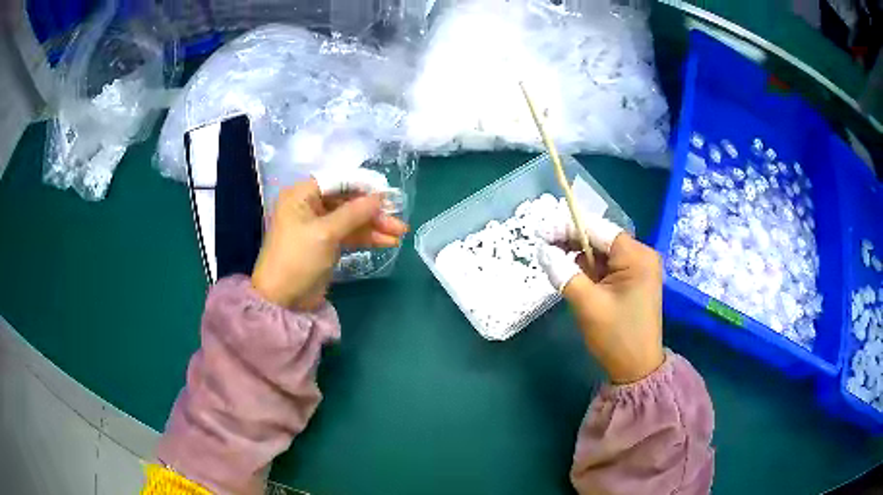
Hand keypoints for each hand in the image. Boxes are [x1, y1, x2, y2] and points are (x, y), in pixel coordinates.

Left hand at [251, 176, 407, 309]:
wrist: (283, 300)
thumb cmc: (298, 258)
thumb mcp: (325, 233)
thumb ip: (354, 213)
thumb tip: (380, 198)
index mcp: (301, 195)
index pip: (337, 181)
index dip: (363, 186)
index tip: (387, 195)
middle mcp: (309, 206)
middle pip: (347, 201)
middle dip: (373, 211)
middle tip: (397, 220)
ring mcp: (318, 226)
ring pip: (351, 219)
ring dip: (374, 225)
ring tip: (399, 233)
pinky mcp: (326, 244)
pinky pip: (349, 234)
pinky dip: (367, 237)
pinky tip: (387, 242)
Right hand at [538, 214, 663, 383]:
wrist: (637, 369)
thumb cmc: (616, 337)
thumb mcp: (588, 305)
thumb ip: (564, 273)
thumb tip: (543, 250)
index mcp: (637, 256)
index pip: (598, 230)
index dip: (568, 227)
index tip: (541, 230)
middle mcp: (641, 256)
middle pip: (600, 239)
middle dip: (573, 242)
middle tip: (543, 248)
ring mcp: (638, 269)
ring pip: (602, 253)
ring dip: (579, 258)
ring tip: (556, 265)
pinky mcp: (633, 281)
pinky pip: (607, 267)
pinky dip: (589, 270)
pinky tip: (574, 277)